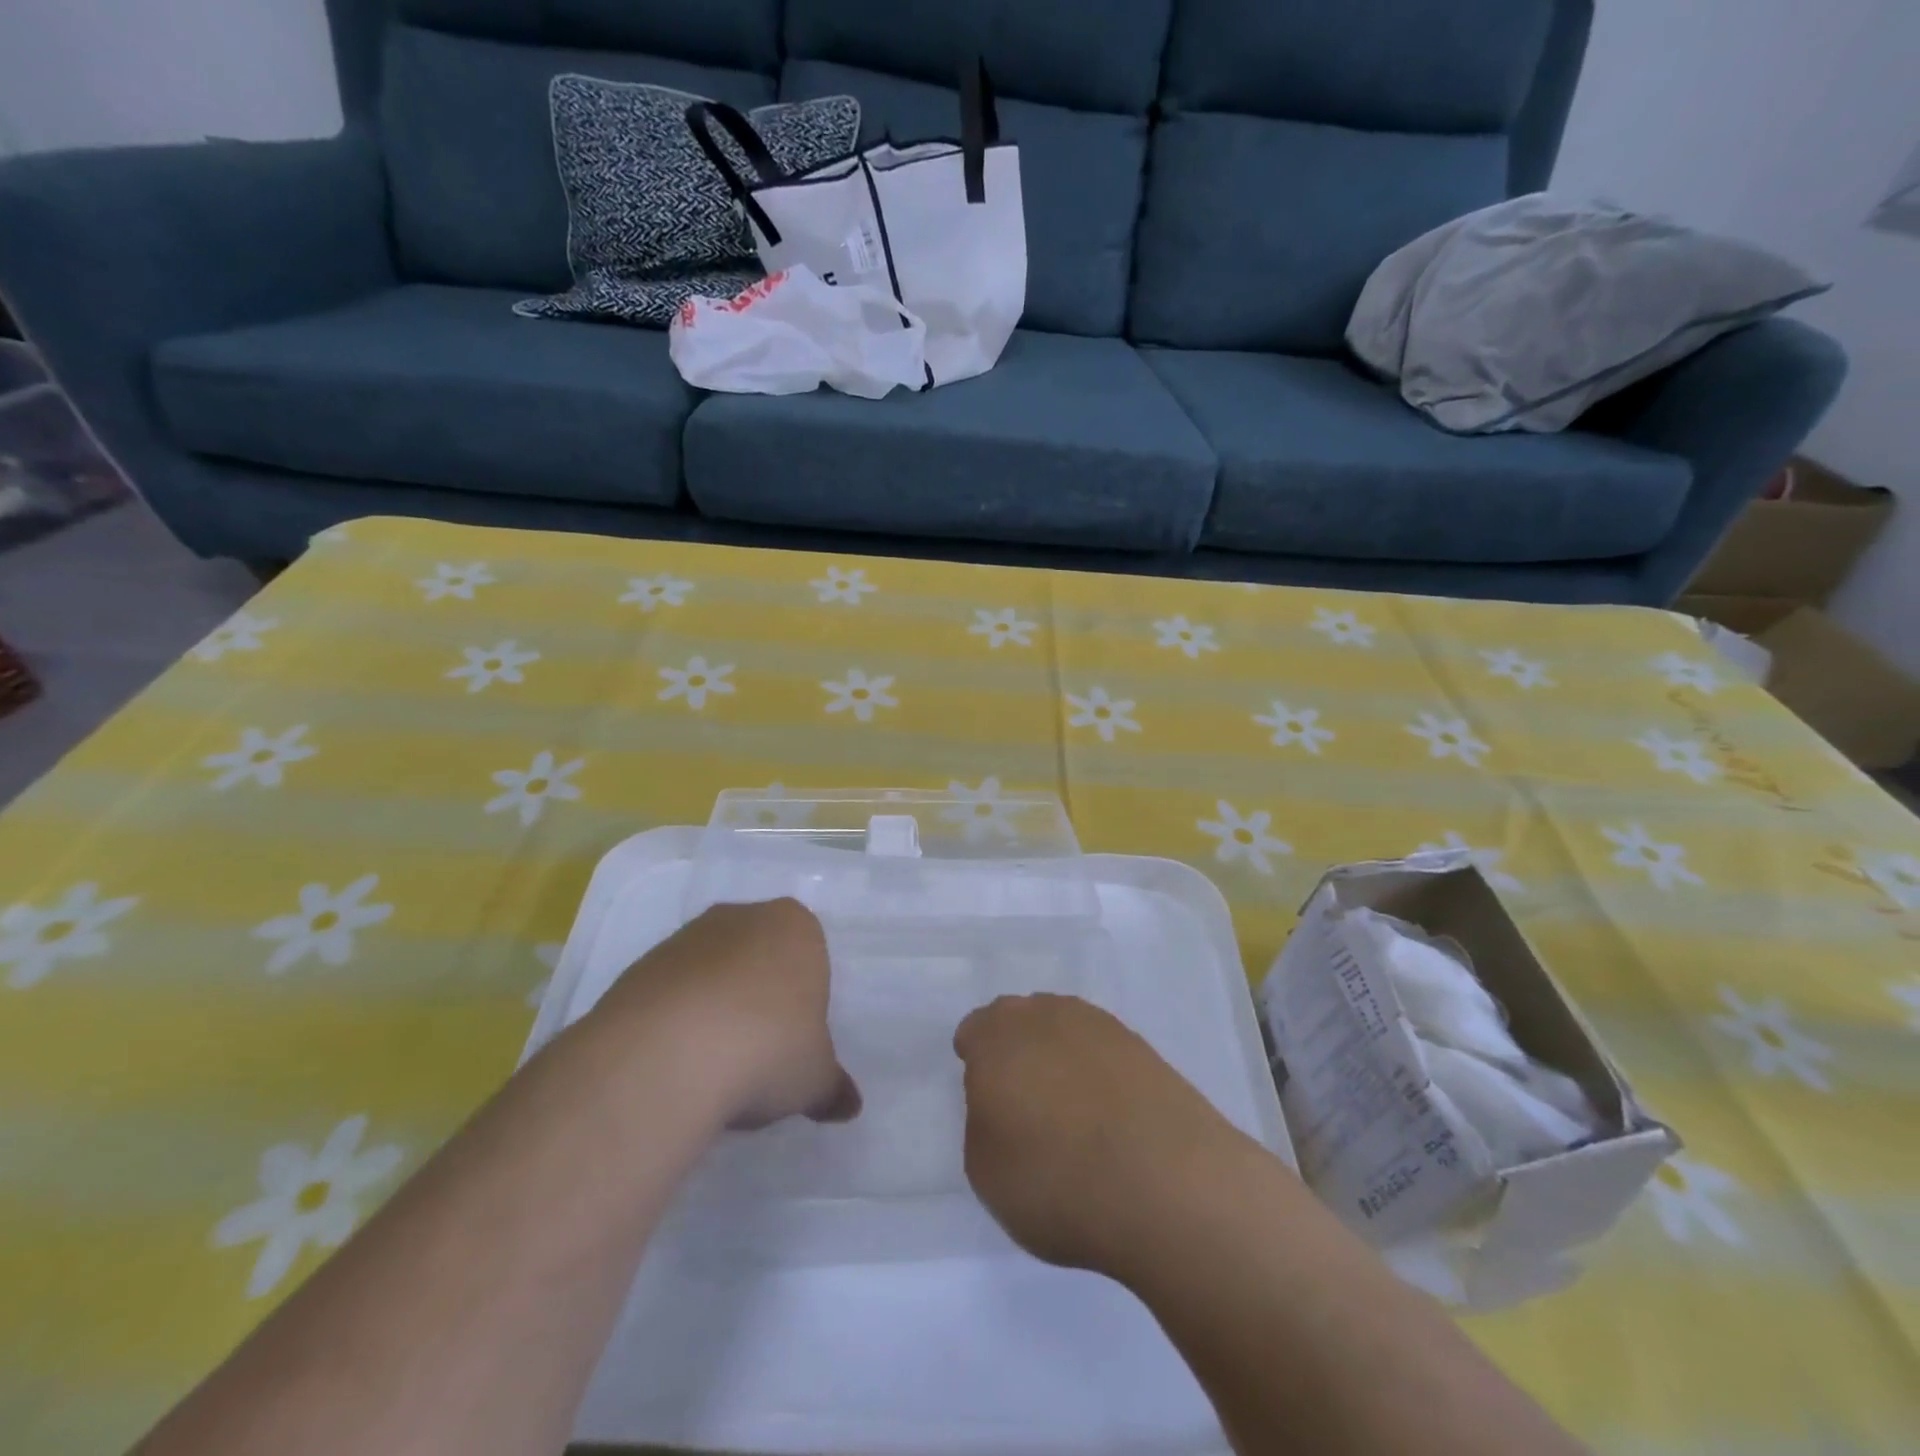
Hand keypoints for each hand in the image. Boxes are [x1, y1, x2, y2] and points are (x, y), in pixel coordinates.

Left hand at [597, 898, 860, 1130]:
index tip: (795, 1039)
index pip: (809, 954)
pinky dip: (675, 1021)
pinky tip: (676, 1064)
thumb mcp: (814, 1078)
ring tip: (712, 1066)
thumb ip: (832, 1087)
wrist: (667, 1055)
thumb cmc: (768, 1048)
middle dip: (759, 995)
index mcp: (796, 926)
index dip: (804, 998)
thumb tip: (849, 1105)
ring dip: (714, 1007)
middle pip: (759, 955)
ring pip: (712, 971)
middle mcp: (742, 918)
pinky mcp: (640, 966)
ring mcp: (686, 937)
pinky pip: (670, 992)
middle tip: (759, 1051)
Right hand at [953, 994, 1249, 1276]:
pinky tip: (1108, 1114)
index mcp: (997, 1037)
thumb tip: (1003, 1102)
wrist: (1167, 1183)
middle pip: (1019, 1021)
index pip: (974, 1031)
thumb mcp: (985, 1171)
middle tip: (1023, 1101)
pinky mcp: (1142, 1046)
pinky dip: (1098, 1072)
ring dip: (1058, 1057)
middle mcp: (1044, 1015)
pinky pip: (1102, 1050)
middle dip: (1016, 1051)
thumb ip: (983, 1122)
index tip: (986, 1099)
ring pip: (1063, 1029)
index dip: (976, 1062)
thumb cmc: (1057, 1180)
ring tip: (1069, 1110)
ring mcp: (1098, 1025)